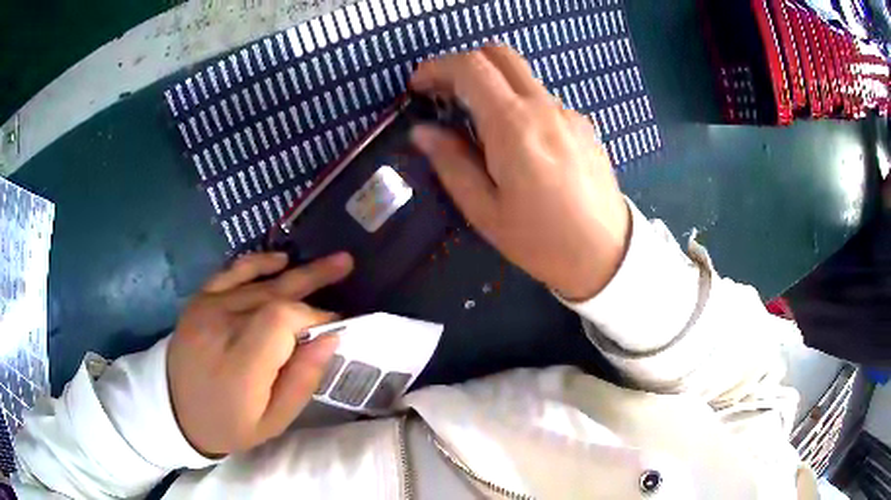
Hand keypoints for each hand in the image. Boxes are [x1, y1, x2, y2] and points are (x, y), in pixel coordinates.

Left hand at [167, 252, 352, 456]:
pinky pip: (231, 272)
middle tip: (345, 265)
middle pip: (273, 295)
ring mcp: (207, 308)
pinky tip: (281, 259)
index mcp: (240, 366)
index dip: (313, 317)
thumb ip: (302, 380)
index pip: (281, 321)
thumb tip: (330, 338)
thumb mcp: (273, 421)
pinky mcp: (199, 300)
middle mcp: (221, 328)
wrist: (175, 409)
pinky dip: (257, 262)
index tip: (334, 325)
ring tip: (331, 261)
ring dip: (297, 273)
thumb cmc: (228, 423)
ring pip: (259, 283)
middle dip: (314, 280)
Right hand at [410, 46, 630, 300]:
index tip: (418, 86)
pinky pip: (541, 98)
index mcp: (514, 126)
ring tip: (476, 123)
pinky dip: (517, 102)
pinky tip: (516, 140)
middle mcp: (544, 107)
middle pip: (499, 53)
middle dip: (463, 63)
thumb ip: (451, 163)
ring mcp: (568, 113)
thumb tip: (423, 131)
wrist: (607, 254)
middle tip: (444, 93)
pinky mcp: (582, 124)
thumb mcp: (485, 211)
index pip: (471, 67)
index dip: (436, 67)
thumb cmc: (542, 241)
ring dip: (491, 83)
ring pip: (521, 75)